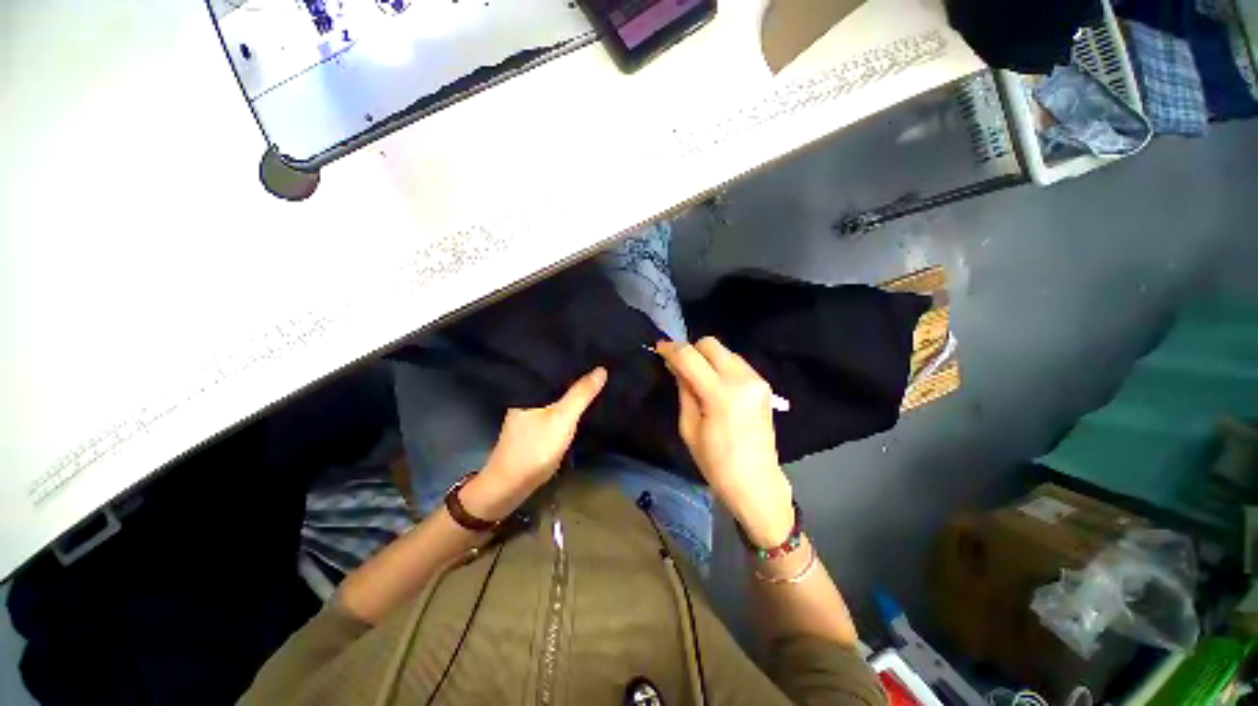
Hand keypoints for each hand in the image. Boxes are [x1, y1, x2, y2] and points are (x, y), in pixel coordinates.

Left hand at [461, 367, 607, 521]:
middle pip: (554, 380)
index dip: (572, 359)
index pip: (553, 366)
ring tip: (592, 379)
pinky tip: (578, 402)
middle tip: (597, 364)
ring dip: (570, 390)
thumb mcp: (562, 419)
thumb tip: (601, 369)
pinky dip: (566, 404)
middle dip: (573, 374)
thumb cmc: (535, 448)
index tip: (592, 352)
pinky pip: (554, 407)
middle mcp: (527, 396)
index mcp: (529, 389)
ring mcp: (529, 412)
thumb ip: (581, 394)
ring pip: (555, 395)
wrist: (511, 485)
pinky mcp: (534, 426)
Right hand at [657, 338, 793, 547]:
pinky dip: (721, 365)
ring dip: (707, 357)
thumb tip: (676, 366)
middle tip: (678, 365)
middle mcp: (742, 379)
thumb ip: (684, 390)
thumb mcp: (688, 428)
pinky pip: (736, 362)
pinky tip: (715, 383)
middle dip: (690, 350)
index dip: (671, 349)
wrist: (756, 482)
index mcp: (721, 394)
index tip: (658, 348)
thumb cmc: (716, 462)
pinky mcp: (763, 384)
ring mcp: (756, 380)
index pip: (690, 357)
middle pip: (710, 344)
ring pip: (725, 350)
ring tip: (697, 376)